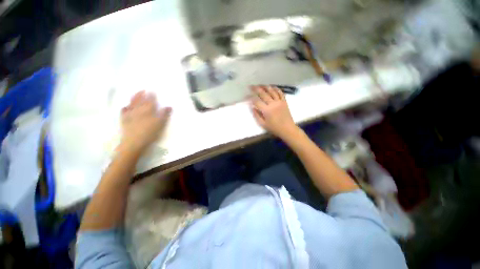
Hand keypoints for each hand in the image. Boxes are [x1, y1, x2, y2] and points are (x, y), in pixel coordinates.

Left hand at [119, 91, 171, 155]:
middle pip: (140, 100)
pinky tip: (126, 107)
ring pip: (132, 103)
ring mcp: (130, 114)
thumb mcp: (160, 124)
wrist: (134, 142)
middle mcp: (138, 110)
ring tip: (136, 94)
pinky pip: (124, 111)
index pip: (150, 101)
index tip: (152, 91)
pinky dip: (126, 107)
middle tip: (143, 90)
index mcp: (148, 110)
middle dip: (142, 94)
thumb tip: (169, 106)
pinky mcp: (124, 119)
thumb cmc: (150, 132)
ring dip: (134, 98)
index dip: (151, 96)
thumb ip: (164, 114)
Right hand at [250, 85, 298, 139]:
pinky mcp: (284, 101)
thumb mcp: (263, 124)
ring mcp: (279, 101)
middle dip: (256, 89)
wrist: (287, 129)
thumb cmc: (274, 128)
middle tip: (251, 86)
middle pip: (263, 93)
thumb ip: (256, 115)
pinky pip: (280, 93)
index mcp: (266, 110)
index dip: (250, 98)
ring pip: (271, 91)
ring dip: (265, 87)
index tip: (246, 96)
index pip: (256, 101)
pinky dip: (276, 89)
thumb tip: (252, 107)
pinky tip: (272, 87)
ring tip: (260, 84)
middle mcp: (272, 104)